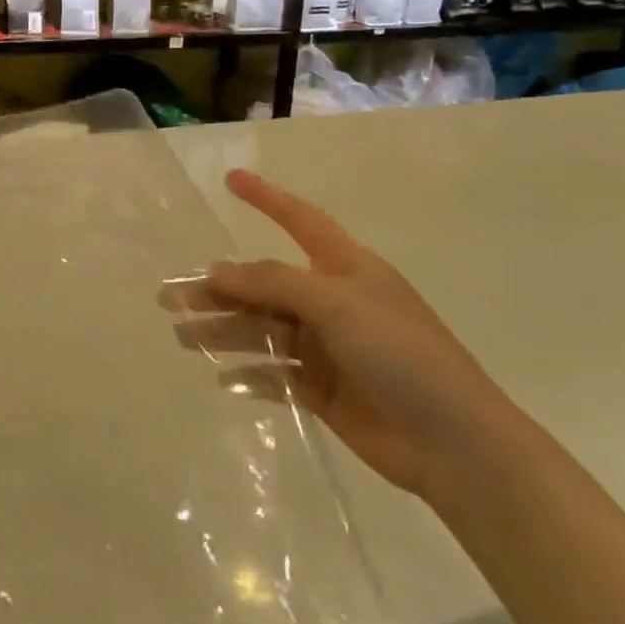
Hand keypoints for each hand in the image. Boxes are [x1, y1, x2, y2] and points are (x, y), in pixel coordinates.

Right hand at [174, 169, 526, 505]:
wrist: (454, 444)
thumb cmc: (401, 353)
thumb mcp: (335, 303)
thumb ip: (272, 283)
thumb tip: (217, 270)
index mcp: (345, 268)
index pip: (299, 220)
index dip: (266, 198)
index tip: (231, 179)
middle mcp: (330, 301)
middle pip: (263, 285)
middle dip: (218, 288)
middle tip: (170, 296)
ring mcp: (325, 347)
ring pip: (261, 330)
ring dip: (222, 331)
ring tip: (182, 336)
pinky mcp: (321, 389)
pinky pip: (274, 373)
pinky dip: (248, 374)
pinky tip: (220, 377)